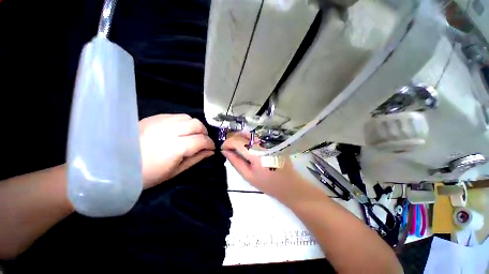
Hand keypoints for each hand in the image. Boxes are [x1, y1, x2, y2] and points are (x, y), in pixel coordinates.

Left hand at [139, 114, 214, 188]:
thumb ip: (196, 159)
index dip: (210, 144)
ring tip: (192, 135)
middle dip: (204, 133)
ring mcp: (160, 122)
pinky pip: (176, 115)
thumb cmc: (147, 175)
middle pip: (197, 124)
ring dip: (195, 126)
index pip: (201, 140)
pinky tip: (179, 130)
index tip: (211, 148)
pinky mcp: (153, 118)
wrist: (115, 166)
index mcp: (175, 147)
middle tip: (202, 141)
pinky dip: (183, 122)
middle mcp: (169, 130)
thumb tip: (210, 152)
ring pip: (188, 117)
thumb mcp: (175, 172)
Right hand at [221, 133, 307, 201]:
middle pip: (243, 134)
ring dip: (241, 138)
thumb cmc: (268, 184)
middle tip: (229, 149)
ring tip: (237, 148)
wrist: (290, 185)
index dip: (227, 143)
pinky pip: (257, 136)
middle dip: (233, 139)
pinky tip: (247, 147)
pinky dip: (249, 139)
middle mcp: (263, 143)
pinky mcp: (273, 141)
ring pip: (250, 134)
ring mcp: (269, 141)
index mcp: (256, 153)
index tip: (223, 149)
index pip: (237, 141)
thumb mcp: (248, 175)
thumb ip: (235, 161)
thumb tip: (225, 151)